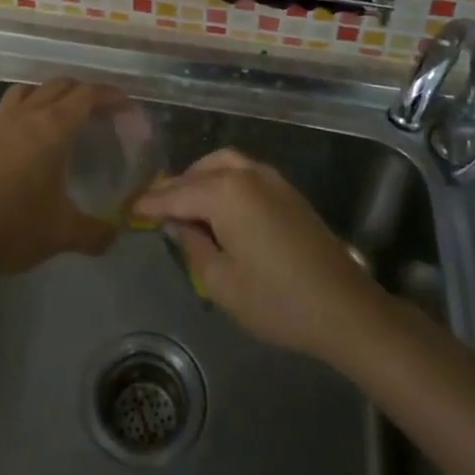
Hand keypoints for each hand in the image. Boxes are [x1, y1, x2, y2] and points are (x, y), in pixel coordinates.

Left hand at [0, 79, 121, 275]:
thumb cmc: (13, 224)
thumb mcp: (62, 234)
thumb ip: (95, 233)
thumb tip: (116, 234)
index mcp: (52, 127)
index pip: (87, 95)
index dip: (111, 96)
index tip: (128, 107)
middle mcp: (27, 115)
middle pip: (60, 85)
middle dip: (85, 91)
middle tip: (102, 112)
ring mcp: (0, 123)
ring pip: (31, 89)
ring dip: (52, 93)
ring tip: (65, 114)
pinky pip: (12, 106)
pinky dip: (29, 107)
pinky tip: (32, 136)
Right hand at [131, 149, 386, 361]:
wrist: (344, 308)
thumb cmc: (277, 300)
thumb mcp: (221, 282)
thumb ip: (192, 246)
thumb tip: (176, 224)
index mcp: (225, 192)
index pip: (176, 193)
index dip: (151, 203)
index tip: (130, 207)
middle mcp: (246, 174)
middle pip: (199, 172)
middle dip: (176, 188)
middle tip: (156, 209)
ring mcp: (271, 179)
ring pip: (224, 165)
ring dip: (200, 179)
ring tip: (186, 207)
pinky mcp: (287, 191)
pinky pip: (244, 173)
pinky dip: (223, 181)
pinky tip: (218, 208)